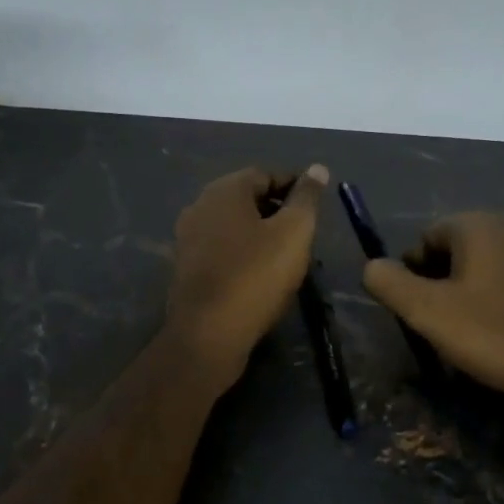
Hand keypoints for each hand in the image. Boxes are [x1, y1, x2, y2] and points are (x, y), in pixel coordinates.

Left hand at [167, 165, 328, 383]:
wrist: (207, 334)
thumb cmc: (255, 276)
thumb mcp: (294, 233)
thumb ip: (306, 199)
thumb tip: (317, 168)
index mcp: (224, 191)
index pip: (265, 174)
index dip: (293, 185)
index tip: (316, 203)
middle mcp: (200, 206)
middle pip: (246, 198)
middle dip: (276, 208)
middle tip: (304, 230)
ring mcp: (187, 238)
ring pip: (232, 224)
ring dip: (259, 232)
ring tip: (286, 253)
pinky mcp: (185, 267)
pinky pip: (220, 248)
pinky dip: (242, 252)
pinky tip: (259, 273)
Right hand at [363, 213, 503, 435]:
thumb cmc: (493, 334)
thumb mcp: (426, 312)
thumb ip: (389, 282)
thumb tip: (372, 266)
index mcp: (478, 225)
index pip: (428, 237)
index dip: (414, 272)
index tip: (418, 309)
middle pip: (461, 249)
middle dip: (445, 281)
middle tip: (443, 323)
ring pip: (493, 266)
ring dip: (477, 291)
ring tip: (476, 333)